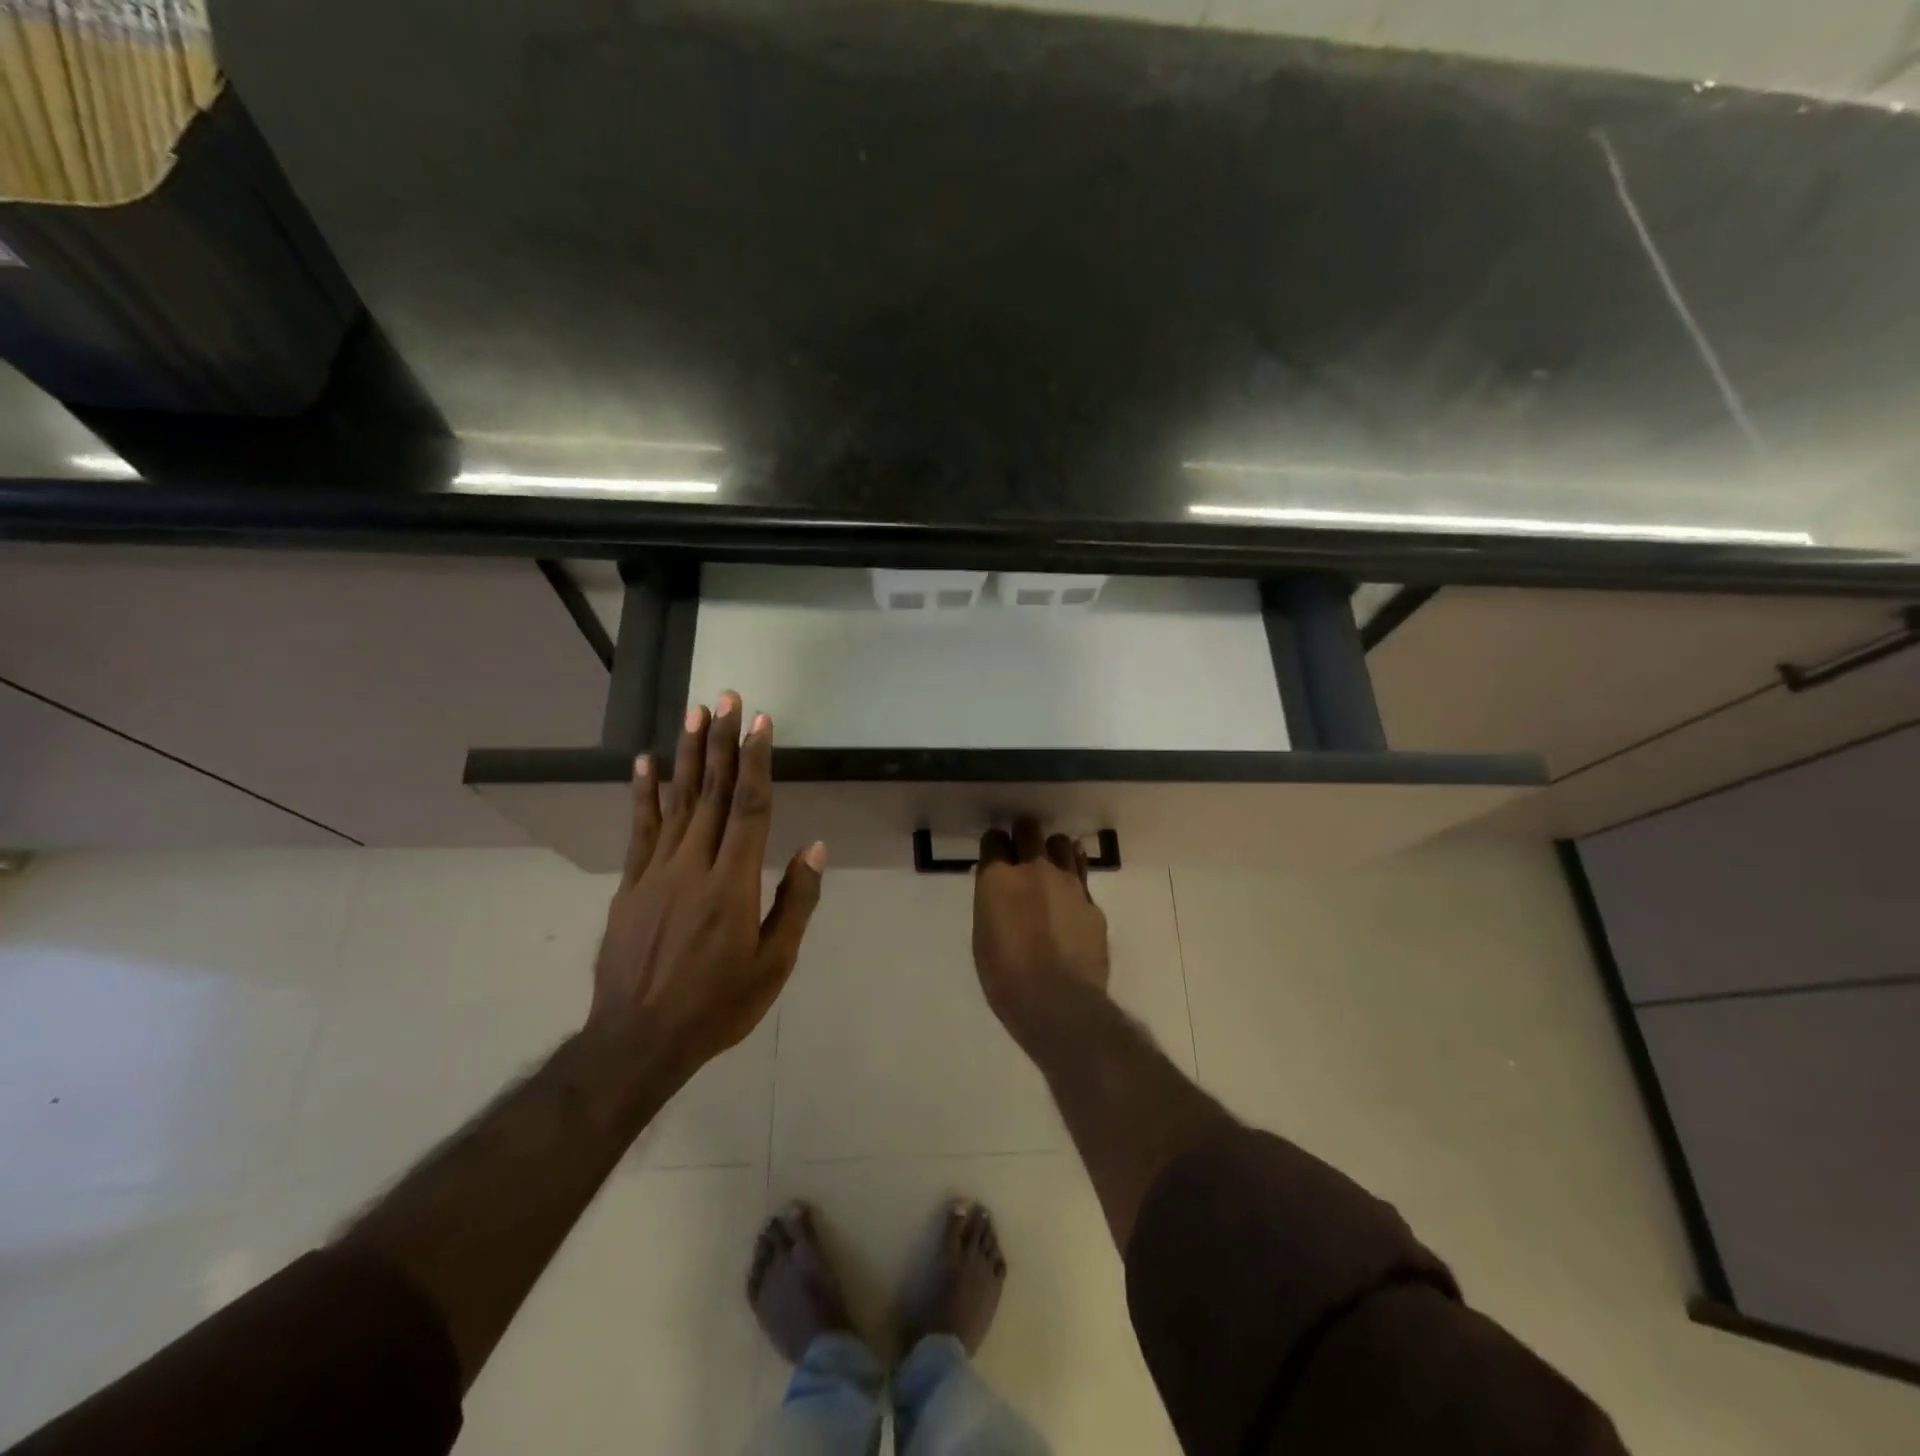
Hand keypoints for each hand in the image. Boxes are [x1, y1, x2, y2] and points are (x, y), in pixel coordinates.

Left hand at [587, 692, 825, 1090]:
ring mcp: (656, 872)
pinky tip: (646, 764)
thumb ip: (795, 902)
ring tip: (694, 713)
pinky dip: (644, 794)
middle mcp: (694, 865)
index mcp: (733, 883)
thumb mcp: (773, 964)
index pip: (749, 807)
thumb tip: (814, 847)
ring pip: (677, 802)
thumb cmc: (718, 1004)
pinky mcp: (630, 885)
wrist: (639, 1040)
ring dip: (687, 754)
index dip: (755, 761)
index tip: (761, 723)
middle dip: (721, 741)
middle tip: (726, 698)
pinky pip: (639, 830)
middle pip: (711, 792)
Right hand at [972, 818, 1109, 1043]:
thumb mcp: (983, 936)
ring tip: (1049, 869)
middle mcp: (1034, 869)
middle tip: (1020, 855)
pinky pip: (1081, 873)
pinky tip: (1070, 893)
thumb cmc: (1005, 976)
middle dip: (1022, 837)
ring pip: (1061, 843)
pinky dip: (1074, 876)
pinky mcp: (1092, 901)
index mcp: (998, 878)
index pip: (994, 839)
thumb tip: (999, 890)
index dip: (994, 846)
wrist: (1058, 1001)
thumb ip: (992, 903)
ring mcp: (1068, 882)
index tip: (994, 857)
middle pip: (1028, 830)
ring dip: (1052, 851)